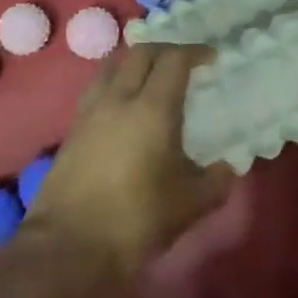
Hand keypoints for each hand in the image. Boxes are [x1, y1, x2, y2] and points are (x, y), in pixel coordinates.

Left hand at [23, 43, 233, 284]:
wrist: (69, 246)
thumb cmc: (136, 220)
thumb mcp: (189, 205)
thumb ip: (215, 182)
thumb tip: (228, 168)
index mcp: (153, 108)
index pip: (174, 60)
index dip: (195, 52)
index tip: (211, 59)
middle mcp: (119, 99)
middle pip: (141, 53)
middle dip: (166, 50)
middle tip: (184, 64)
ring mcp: (90, 111)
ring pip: (112, 65)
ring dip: (135, 61)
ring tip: (150, 76)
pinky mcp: (72, 129)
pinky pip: (96, 88)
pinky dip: (114, 82)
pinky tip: (123, 105)